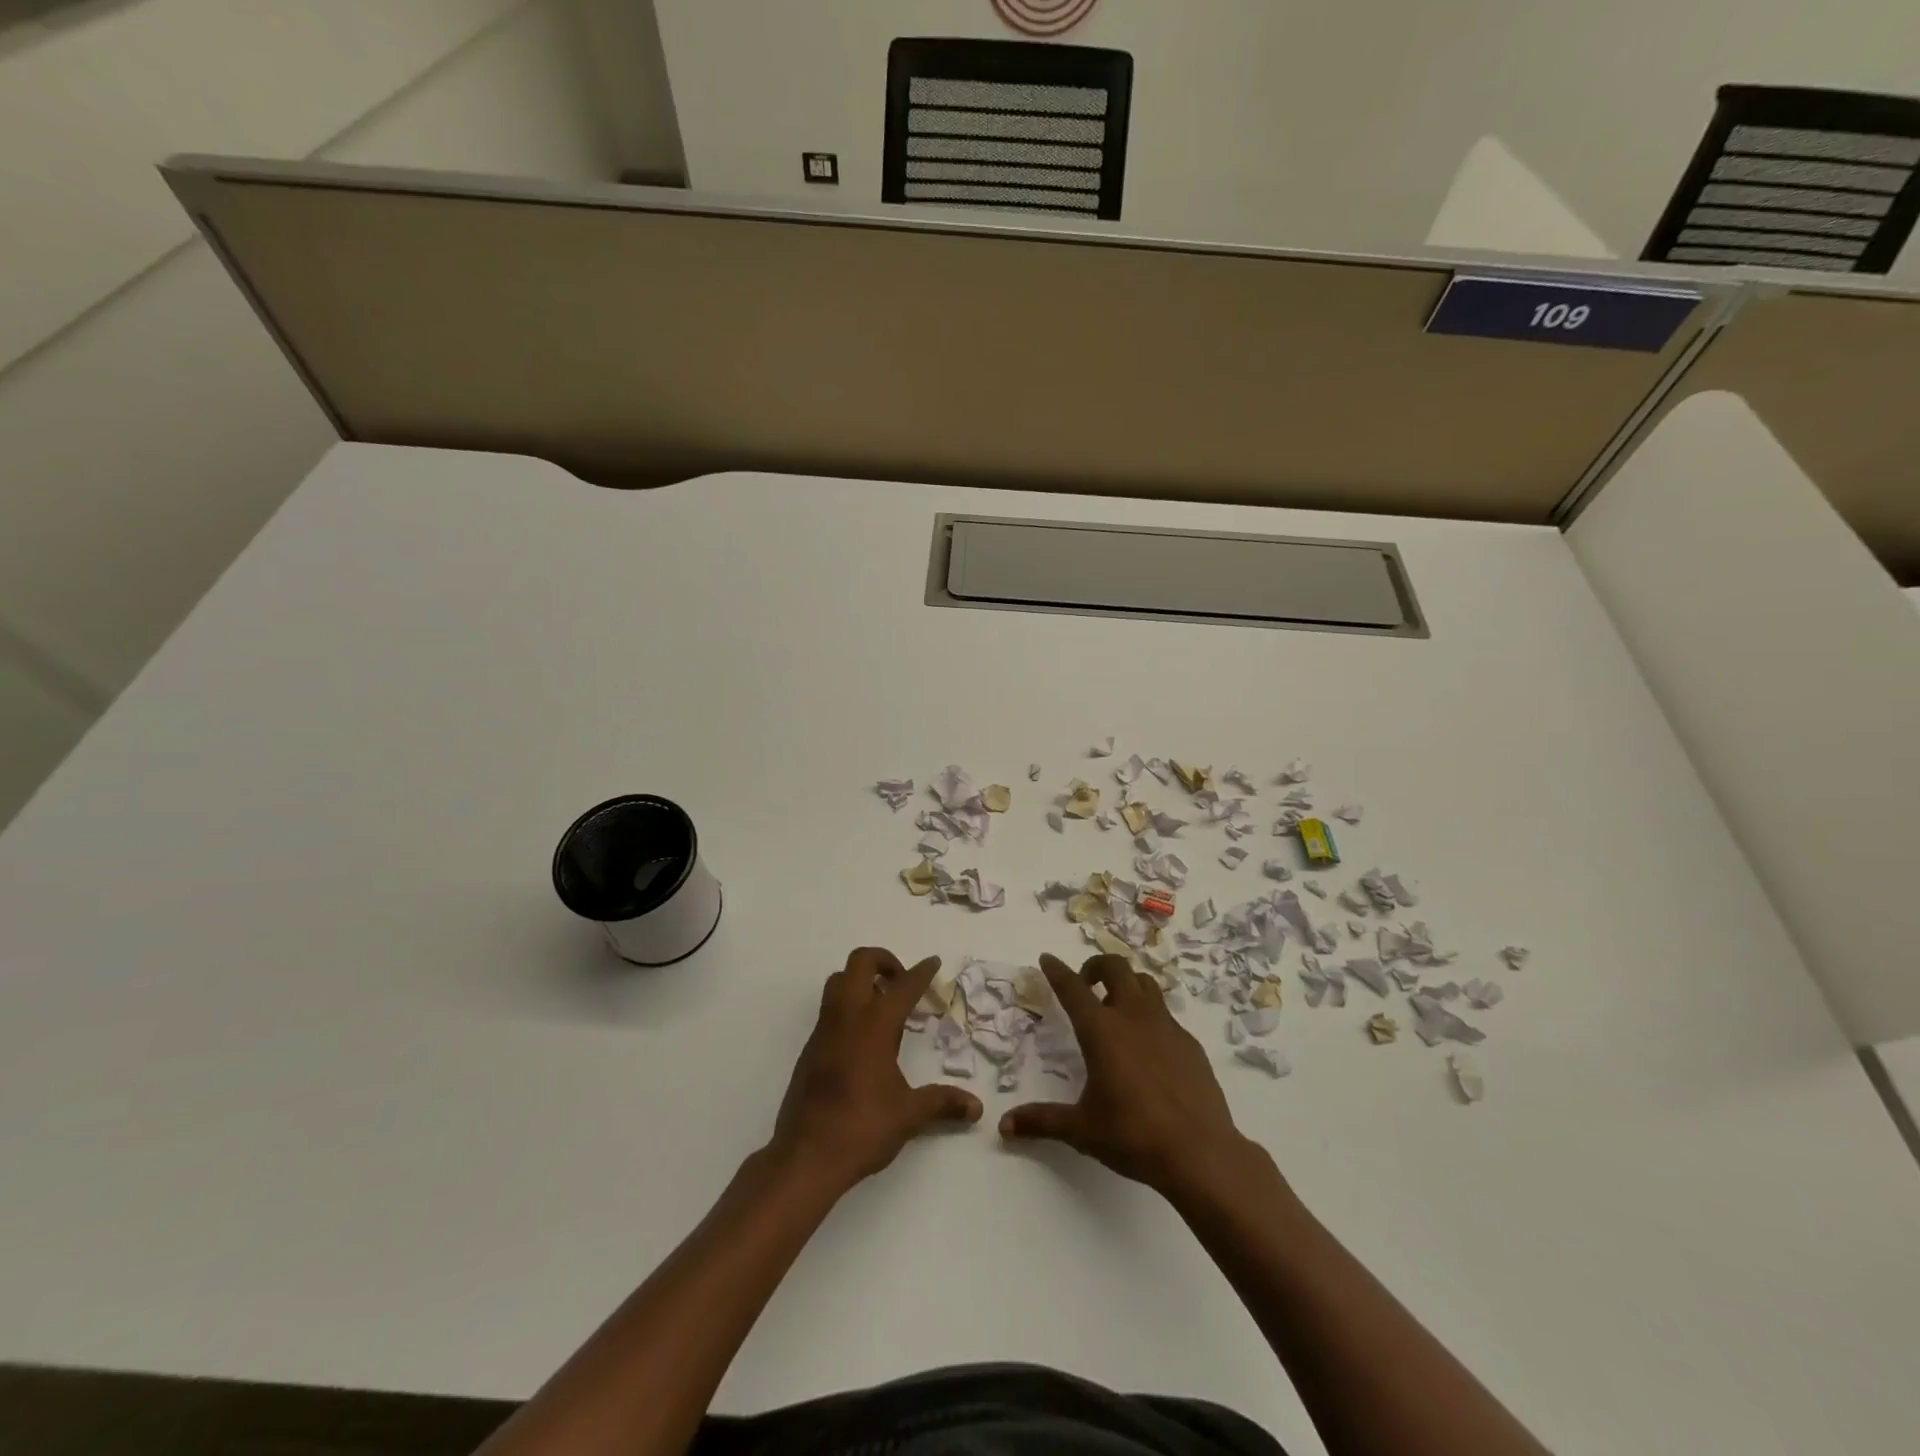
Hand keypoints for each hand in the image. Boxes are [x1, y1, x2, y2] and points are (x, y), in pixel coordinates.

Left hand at [768, 948, 982, 1193]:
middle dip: (884, 961)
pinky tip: (864, 1037)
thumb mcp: (909, 1114)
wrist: (805, 1156)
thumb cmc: (862, 1128)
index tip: (934, 962)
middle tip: (902, 981)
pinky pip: (830, 1009)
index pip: (903, 986)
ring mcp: (824, 1030)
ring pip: (838, 981)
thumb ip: (942, 1102)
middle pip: (860, 963)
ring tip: (883, 1005)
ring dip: (861, 980)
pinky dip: (848, 1006)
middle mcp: (847, 1016)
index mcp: (875, 1024)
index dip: (922, 972)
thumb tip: (976, 1107)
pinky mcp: (810, 1048)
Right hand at [999, 954, 1256, 1198]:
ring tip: (1117, 1005)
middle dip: (1096, 966)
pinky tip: (1148, 1046)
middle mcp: (1133, 1017)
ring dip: (1126, 983)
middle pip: (1115, 967)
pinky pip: (1166, 1014)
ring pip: (1145, 983)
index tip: (1047, 958)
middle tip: (1086, 984)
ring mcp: (1166, 1026)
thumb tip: (1005, 1126)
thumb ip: (1042, 1121)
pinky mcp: (1189, 1043)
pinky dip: (1150, 1015)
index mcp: (1101, 1031)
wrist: (1200, 1152)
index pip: (1073, 989)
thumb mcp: (1081, 1130)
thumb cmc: (1133, 1136)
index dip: (1057, 971)